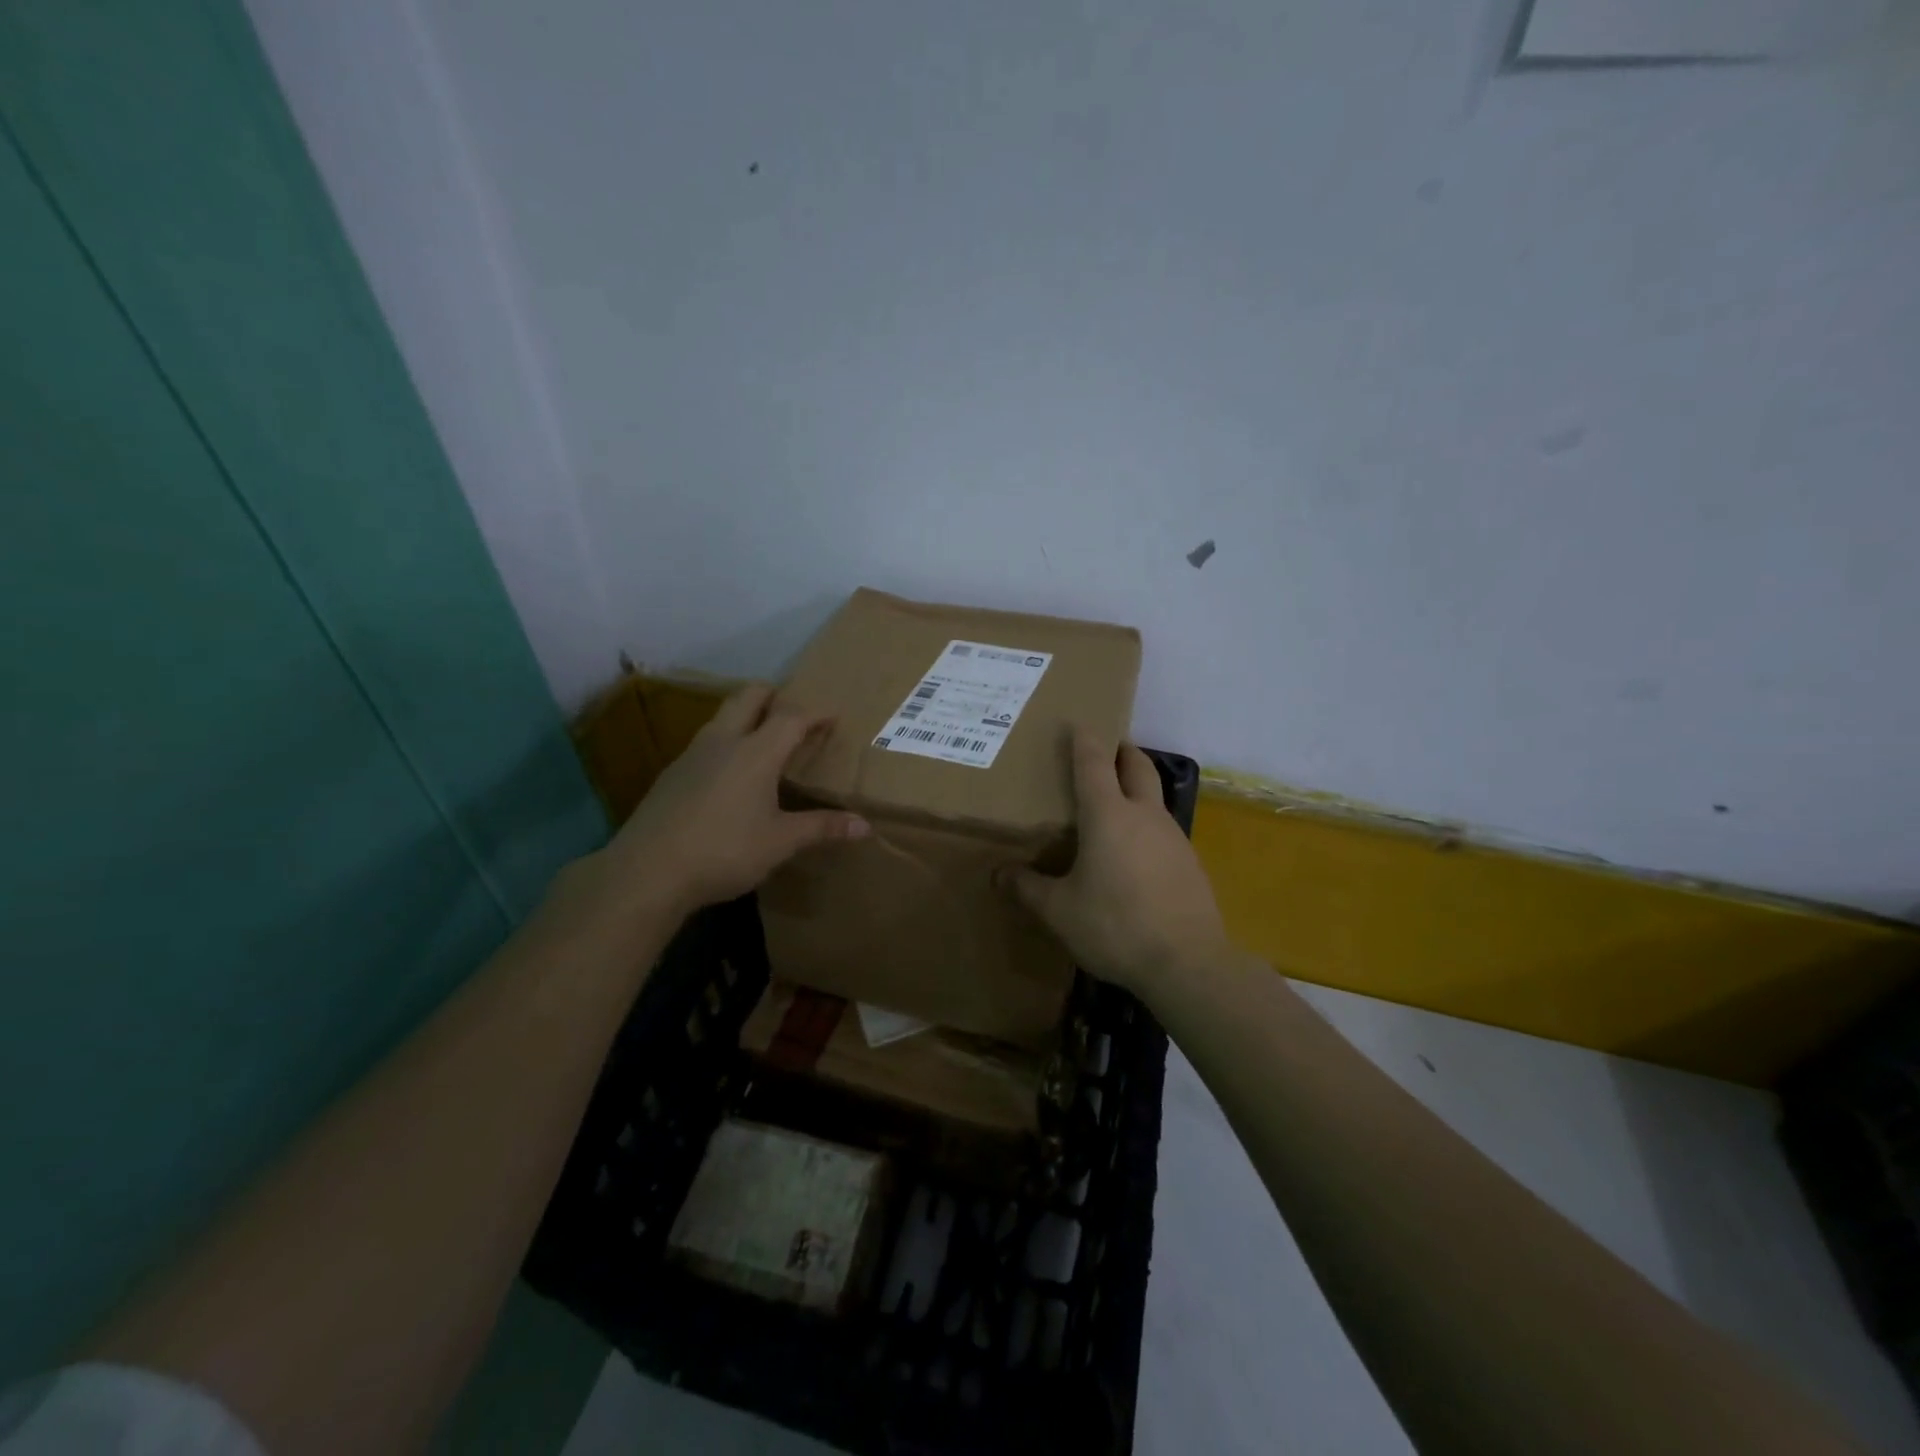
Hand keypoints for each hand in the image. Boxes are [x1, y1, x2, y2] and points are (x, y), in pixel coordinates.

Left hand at [593, 684, 868, 919]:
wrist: (647, 871)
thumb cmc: (724, 850)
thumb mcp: (780, 842)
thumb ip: (821, 828)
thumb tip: (864, 826)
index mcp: (755, 752)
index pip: (791, 717)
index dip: (815, 713)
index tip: (833, 716)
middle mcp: (723, 742)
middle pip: (749, 697)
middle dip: (774, 695)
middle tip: (794, 710)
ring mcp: (691, 755)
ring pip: (722, 716)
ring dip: (746, 715)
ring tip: (764, 737)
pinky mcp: (671, 775)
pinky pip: (706, 742)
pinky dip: (726, 741)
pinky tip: (729, 774)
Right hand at [1001, 729, 1230, 997]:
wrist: (1187, 963)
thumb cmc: (1115, 925)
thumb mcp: (1059, 911)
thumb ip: (1028, 888)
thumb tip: (998, 875)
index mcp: (1108, 815)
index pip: (1094, 763)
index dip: (1084, 740)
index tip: (1078, 723)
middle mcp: (1144, 815)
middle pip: (1137, 766)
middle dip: (1122, 751)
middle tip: (1105, 750)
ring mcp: (1174, 837)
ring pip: (1154, 797)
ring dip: (1136, 789)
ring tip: (1114, 805)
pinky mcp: (1190, 862)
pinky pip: (1164, 829)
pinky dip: (1147, 825)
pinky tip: (1134, 853)